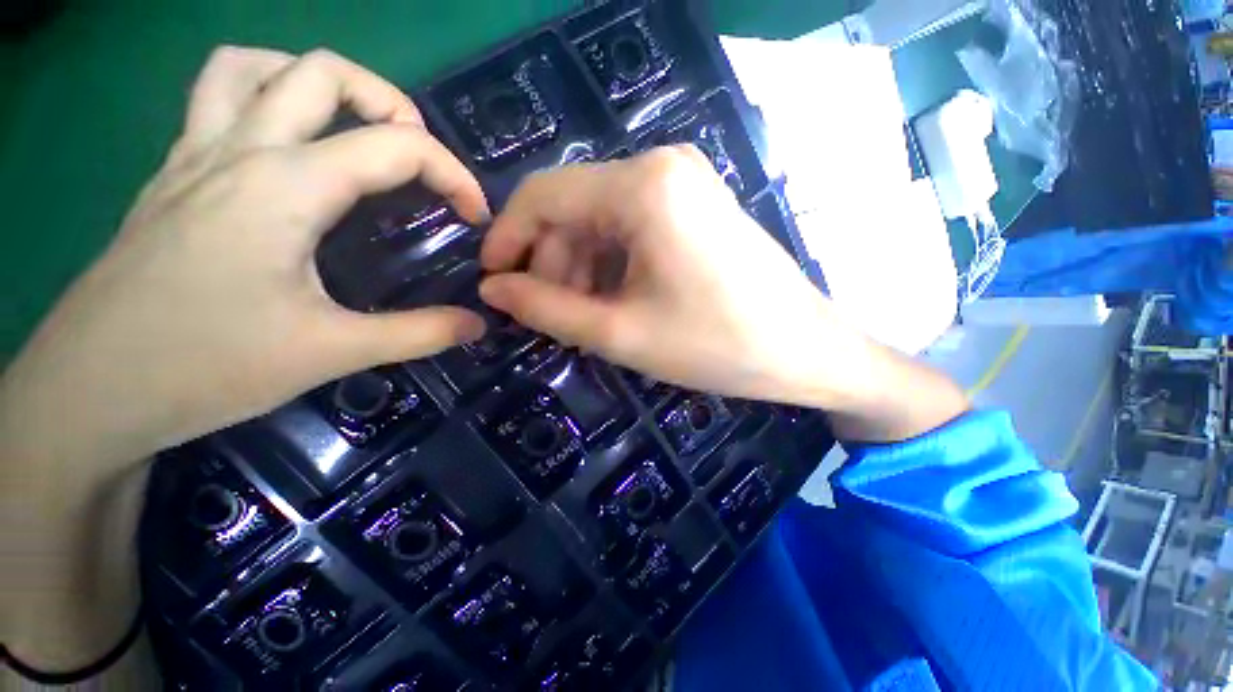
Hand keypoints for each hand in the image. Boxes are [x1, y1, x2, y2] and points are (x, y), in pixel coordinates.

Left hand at [4, 46, 489, 463]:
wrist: (90, 394)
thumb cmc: (205, 368)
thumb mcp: (332, 353)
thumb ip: (419, 333)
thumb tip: (476, 324)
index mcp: (284, 186)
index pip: (396, 146)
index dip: (453, 175)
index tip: (475, 216)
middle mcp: (238, 149)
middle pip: (323, 71)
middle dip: (391, 104)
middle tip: (419, 158)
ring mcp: (193, 156)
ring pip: (254, 67)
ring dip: (316, 84)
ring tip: (352, 130)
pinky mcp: (171, 178)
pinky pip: (215, 101)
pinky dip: (262, 100)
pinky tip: (285, 150)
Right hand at [479, 146, 967, 440]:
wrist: (805, 351)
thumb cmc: (715, 345)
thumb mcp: (619, 333)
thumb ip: (546, 309)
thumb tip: (494, 289)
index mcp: (642, 186)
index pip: (543, 194)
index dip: (508, 236)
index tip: (493, 280)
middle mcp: (662, 165)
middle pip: (574, 208)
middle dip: (552, 262)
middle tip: (550, 316)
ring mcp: (684, 182)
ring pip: (602, 220)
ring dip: (581, 267)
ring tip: (584, 317)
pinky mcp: (696, 205)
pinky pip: (632, 227)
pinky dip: (611, 263)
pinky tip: (614, 299)